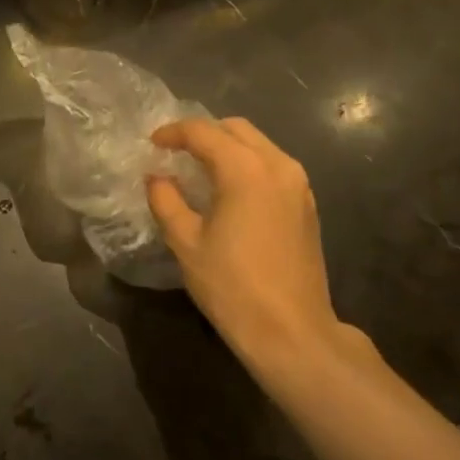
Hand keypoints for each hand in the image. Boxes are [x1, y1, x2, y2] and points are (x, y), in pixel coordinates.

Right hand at [146, 118, 340, 367]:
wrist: (291, 330)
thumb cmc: (232, 286)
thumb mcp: (186, 242)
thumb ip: (166, 201)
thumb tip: (157, 178)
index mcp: (245, 169)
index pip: (204, 133)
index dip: (173, 133)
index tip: (152, 143)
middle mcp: (278, 165)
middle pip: (236, 129)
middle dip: (203, 133)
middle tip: (175, 152)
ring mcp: (298, 184)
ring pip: (259, 145)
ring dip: (228, 147)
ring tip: (199, 169)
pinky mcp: (307, 204)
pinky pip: (273, 166)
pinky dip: (247, 165)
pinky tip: (229, 190)